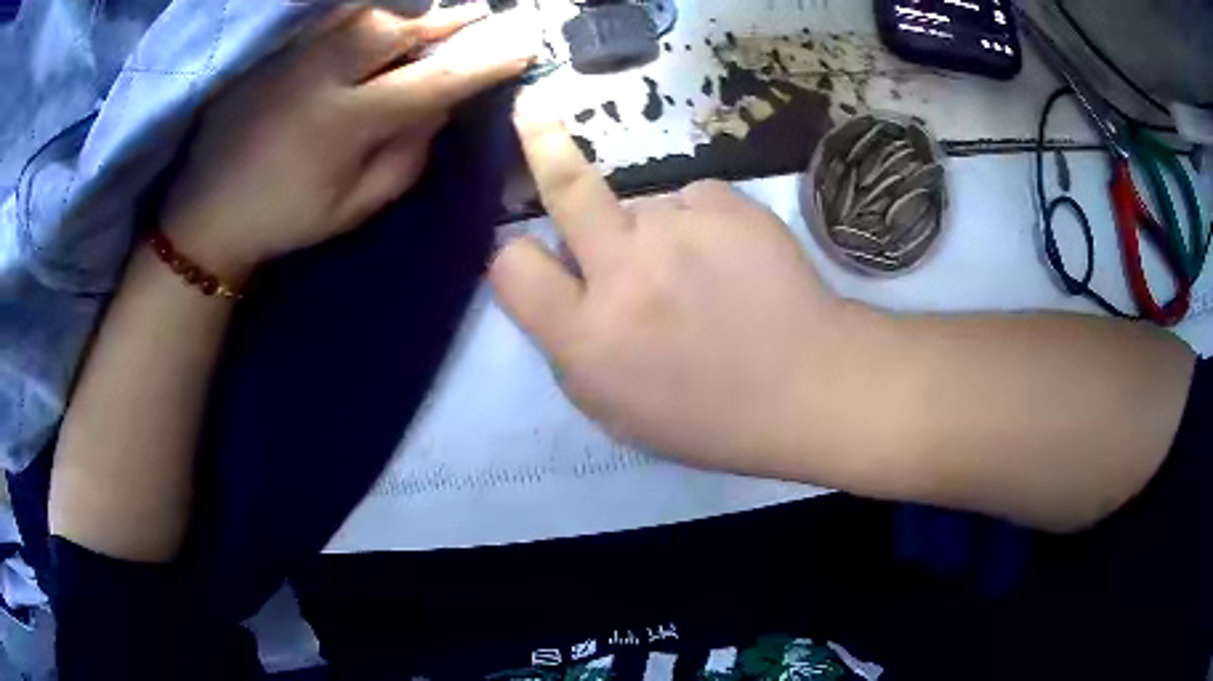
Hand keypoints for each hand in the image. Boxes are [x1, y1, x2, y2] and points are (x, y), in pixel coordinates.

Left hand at [162, 4, 534, 280]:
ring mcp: (294, 59)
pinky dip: (361, 11)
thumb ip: (402, 159)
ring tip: (434, 13)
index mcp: (345, 123)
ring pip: (361, 14)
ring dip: (406, 10)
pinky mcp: (274, 55)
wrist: (208, 216)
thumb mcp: (351, 208)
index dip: (481, 64)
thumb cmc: (284, 220)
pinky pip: (327, 19)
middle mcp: (322, 77)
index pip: (430, 82)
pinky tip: (378, 14)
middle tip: (480, 15)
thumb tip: (436, 113)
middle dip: (445, 21)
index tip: (522, 48)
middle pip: (396, 30)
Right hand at [490, 92, 868, 475]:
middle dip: (541, 145)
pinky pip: (694, 202)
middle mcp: (624, 271)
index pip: (513, 266)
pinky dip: (703, 225)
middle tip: (530, 111)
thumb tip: (562, 284)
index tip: (532, 258)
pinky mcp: (728, 205)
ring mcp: (681, 229)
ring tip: (702, 274)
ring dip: (656, 232)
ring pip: (643, 206)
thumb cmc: (708, 416)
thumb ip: (573, 343)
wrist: (807, 388)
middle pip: (565, 188)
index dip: (516, 259)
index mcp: (587, 336)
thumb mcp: (615, 407)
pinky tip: (734, 260)